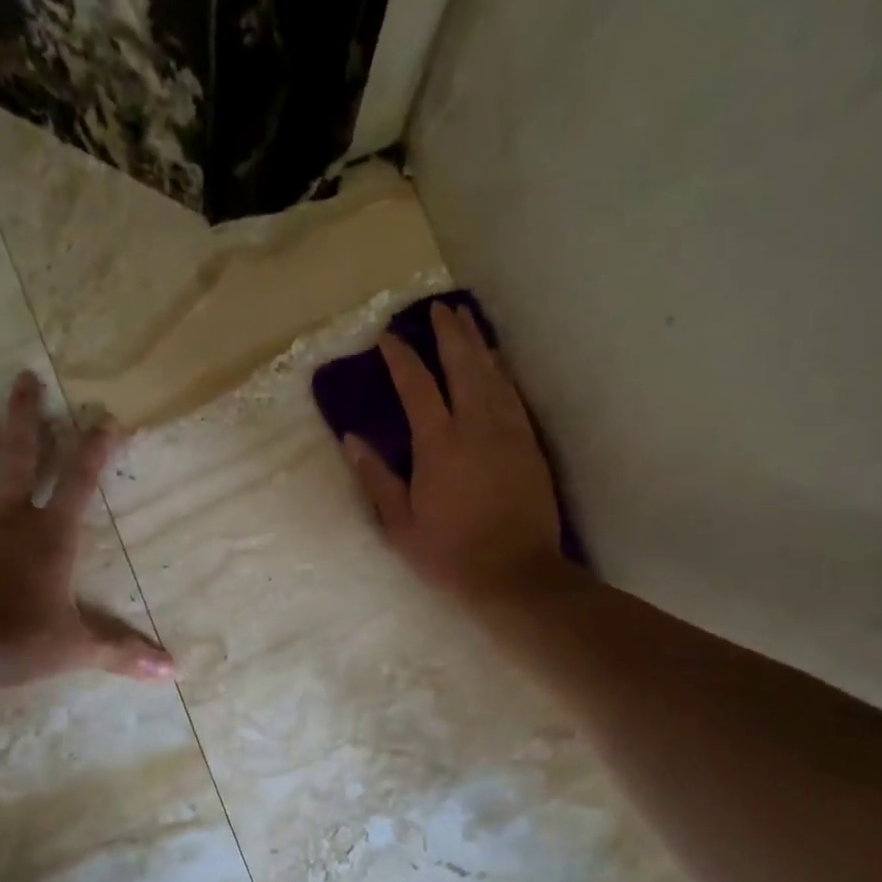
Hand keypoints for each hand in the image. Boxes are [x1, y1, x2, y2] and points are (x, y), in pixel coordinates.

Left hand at [0, 373, 174, 686]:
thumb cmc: (17, 640)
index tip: (106, 417)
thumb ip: (124, 653)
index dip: (95, 450)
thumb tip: (173, 673)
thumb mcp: (78, 648)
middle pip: (18, 457)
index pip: (80, 483)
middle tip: (24, 376)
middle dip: (25, 417)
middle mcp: (7, 517)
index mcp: (49, 536)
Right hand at [343, 302, 566, 605]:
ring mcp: (508, 432)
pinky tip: (496, 363)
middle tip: (439, 309)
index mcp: (439, 444)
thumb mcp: (400, 525)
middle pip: (463, 365)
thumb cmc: (450, 554)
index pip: (416, 386)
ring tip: (466, 321)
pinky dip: (501, 372)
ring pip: (493, 374)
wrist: (516, 573)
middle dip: (449, 334)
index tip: (388, 338)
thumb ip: (376, 479)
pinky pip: (513, 395)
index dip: (401, 358)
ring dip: (477, 344)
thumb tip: (352, 441)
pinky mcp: (529, 444)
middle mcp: (476, 426)